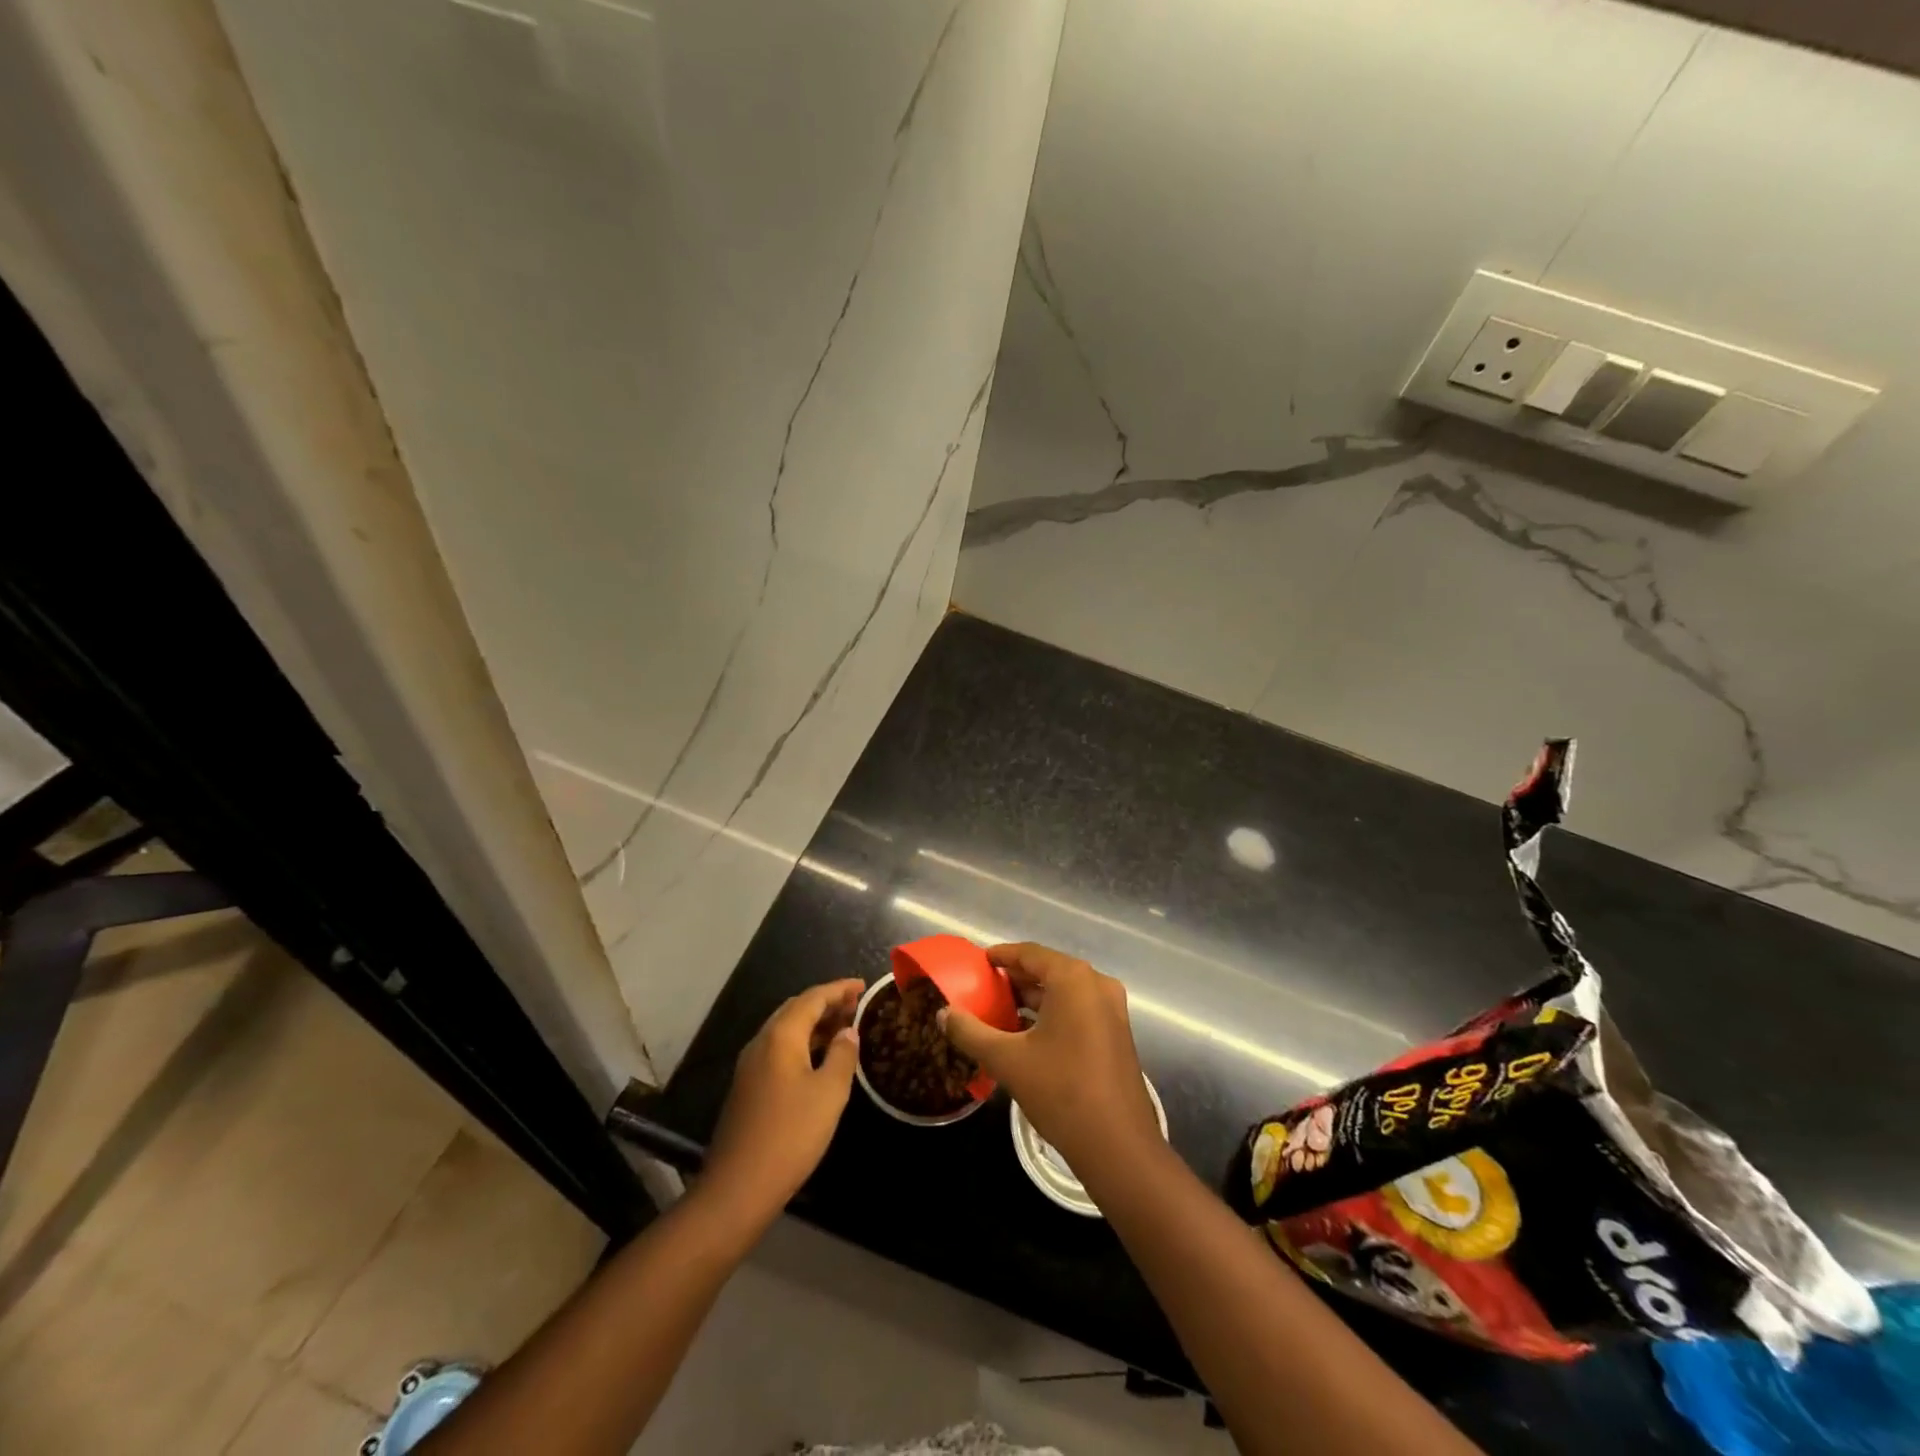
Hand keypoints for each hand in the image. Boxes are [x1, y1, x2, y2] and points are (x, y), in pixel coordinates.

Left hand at [702, 979, 862, 1229]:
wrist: (738, 1187)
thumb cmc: (790, 1134)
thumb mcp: (829, 1093)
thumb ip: (842, 1055)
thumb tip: (848, 1031)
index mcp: (781, 1036)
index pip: (813, 997)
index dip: (839, 989)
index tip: (863, 986)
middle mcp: (761, 1042)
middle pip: (796, 1009)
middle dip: (826, 1003)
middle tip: (856, 1006)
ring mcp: (750, 1066)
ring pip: (786, 1030)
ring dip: (814, 1024)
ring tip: (844, 1029)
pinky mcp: (748, 1087)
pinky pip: (779, 1050)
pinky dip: (803, 1044)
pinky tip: (820, 1060)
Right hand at [941, 943, 1160, 1172]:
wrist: (1117, 1146)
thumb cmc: (1060, 1090)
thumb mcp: (1007, 1060)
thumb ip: (971, 1032)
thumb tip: (943, 1014)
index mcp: (1074, 979)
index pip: (1030, 953)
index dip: (1002, 955)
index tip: (978, 962)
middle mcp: (1097, 985)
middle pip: (1049, 970)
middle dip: (1016, 978)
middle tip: (984, 988)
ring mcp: (1112, 1010)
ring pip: (1065, 992)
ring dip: (1034, 998)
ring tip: (1000, 1010)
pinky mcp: (1117, 1034)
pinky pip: (1079, 1010)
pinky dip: (1053, 1013)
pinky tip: (1028, 1034)